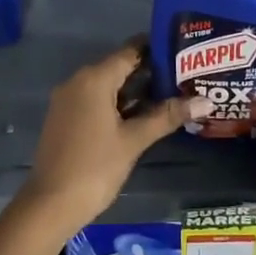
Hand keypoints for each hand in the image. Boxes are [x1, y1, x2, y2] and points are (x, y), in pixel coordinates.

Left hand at [18, 42, 208, 231]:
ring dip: (136, 90)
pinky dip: (119, 104)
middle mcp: (78, 81)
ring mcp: (69, 100)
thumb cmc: (95, 167)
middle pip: (119, 67)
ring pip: (108, 86)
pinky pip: (97, 100)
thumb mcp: (134, 140)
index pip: (129, 51)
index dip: (156, 49)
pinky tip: (144, 115)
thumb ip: (167, 116)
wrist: (50, 205)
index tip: (183, 51)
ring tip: (172, 94)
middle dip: (150, 72)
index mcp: (94, 79)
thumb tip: (206, 101)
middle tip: (185, 76)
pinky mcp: (66, 118)